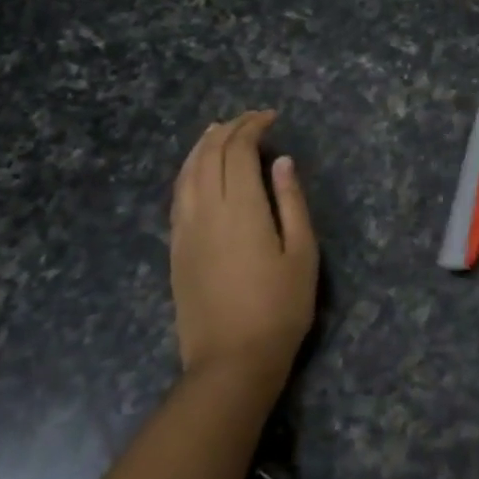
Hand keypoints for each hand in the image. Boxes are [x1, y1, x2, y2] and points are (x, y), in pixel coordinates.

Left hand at [170, 110, 318, 388]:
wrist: (231, 361)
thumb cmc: (279, 308)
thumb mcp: (302, 253)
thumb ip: (291, 202)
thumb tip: (281, 162)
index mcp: (242, 208)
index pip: (239, 151)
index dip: (253, 127)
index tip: (271, 117)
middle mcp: (207, 209)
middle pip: (210, 155)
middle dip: (229, 129)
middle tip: (250, 119)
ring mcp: (186, 229)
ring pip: (188, 172)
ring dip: (203, 145)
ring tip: (218, 130)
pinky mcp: (176, 248)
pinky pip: (178, 195)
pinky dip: (188, 171)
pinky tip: (196, 169)